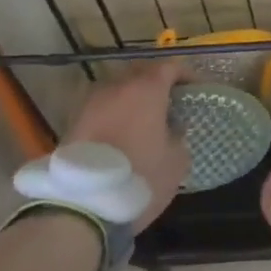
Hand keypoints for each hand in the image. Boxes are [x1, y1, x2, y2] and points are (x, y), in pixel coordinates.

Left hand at [64, 59, 191, 230]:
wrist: (81, 204)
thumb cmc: (139, 176)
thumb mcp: (176, 161)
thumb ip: (179, 136)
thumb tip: (172, 129)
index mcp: (146, 90)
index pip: (170, 66)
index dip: (186, 74)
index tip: (196, 89)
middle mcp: (116, 87)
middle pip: (141, 72)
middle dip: (158, 82)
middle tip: (172, 101)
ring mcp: (90, 103)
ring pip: (118, 89)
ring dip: (133, 98)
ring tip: (146, 119)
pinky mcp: (73, 122)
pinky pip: (102, 108)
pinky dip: (116, 114)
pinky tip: (124, 134)